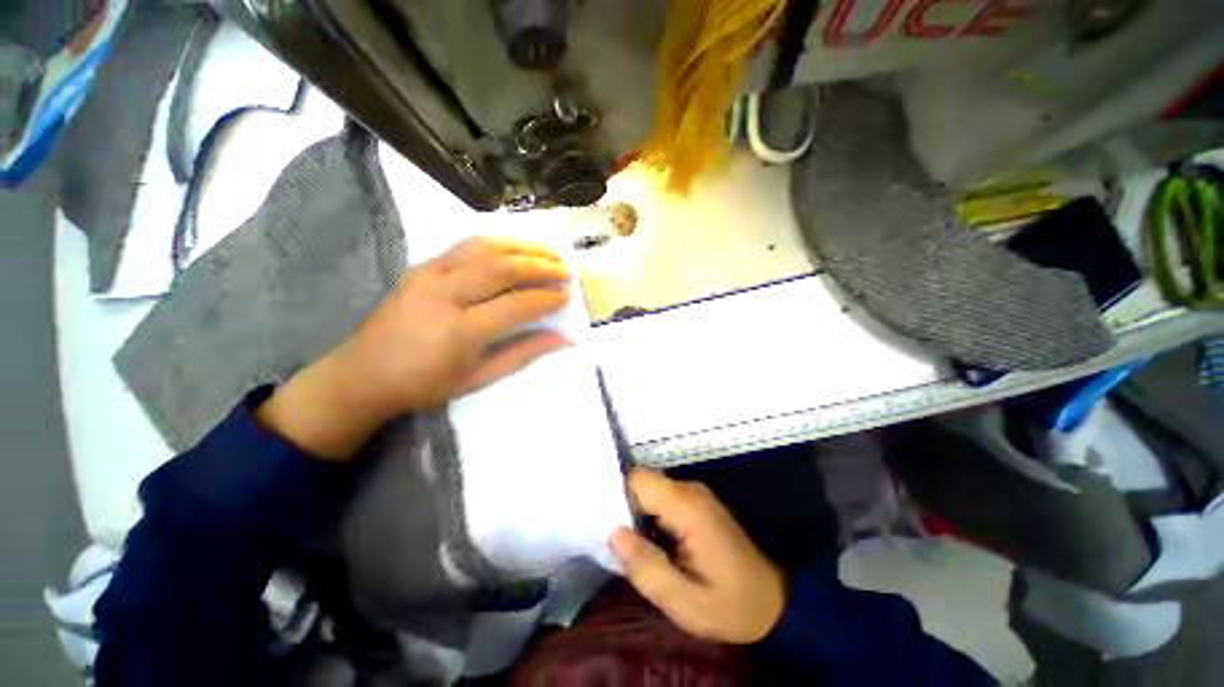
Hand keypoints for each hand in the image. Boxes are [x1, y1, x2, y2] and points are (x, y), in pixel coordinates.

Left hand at [257, 237, 570, 459]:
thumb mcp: (478, 379)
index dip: (546, 298)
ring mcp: (428, 274)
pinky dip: (497, 243)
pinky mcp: (420, 266)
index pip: (515, 305)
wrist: (363, 374)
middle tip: (565, 269)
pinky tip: (515, 248)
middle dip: (540, 266)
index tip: (567, 295)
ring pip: (485, 248)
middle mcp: (444, 294)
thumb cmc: (424, 384)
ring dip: (522, 247)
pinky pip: (465, 246)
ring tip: (548, 252)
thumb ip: (522, 354)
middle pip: (502, 268)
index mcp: (459, 331)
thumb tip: (562, 339)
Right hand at [609, 469, 785, 643]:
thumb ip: (646, 568)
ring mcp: (695, 494)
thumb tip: (613, 533)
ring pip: (650, 489)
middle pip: (642, 482)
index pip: (638, 480)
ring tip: (624, 542)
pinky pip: (661, 498)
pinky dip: (647, 514)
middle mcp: (690, 490)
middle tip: (610, 538)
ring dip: (634, 511)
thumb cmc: (731, 606)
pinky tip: (645, 540)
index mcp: (687, 507)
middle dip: (622, 505)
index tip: (599, 520)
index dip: (615, 495)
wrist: (773, 603)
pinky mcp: (696, 503)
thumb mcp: (685, 602)